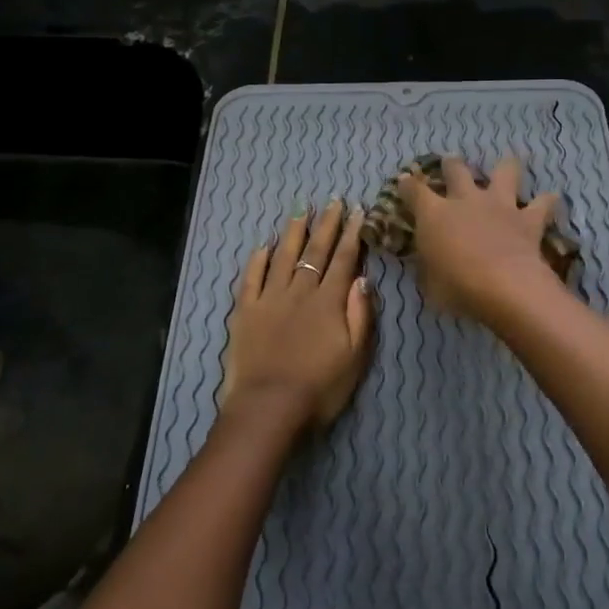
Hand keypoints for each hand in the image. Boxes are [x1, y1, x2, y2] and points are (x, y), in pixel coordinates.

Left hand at [222, 199, 375, 440]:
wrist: (269, 407)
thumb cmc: (320, 387)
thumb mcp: (355, 356)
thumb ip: (360, 314)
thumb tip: (363, 278)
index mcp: (329, 301)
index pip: (343, 259)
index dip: (351, 234)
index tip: (357, 211)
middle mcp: (299, 291)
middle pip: (314, 251)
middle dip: (326, 224)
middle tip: (333, 201)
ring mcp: (269, 298)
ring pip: (283, 257)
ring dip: (293, 233)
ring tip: (301, 211)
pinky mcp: (245, 311)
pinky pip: (251, 278)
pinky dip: (258, 260)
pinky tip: (264, 246)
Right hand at [400, 157, 563, 324]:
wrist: (503, 286)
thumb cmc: (456, 287)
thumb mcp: (429, 283)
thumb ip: (428, 266)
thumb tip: (428, 262)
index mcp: (434, 214)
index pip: (414, 191)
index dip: (407, 185)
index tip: (404, 182)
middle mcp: (466, 200)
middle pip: (457, 170)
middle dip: (451, 165)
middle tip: (451, 162)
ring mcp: (499, 205)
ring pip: (505, 171)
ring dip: (506, 168)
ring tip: (508, 166)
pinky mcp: (528, 218)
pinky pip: (543, 203)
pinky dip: (547, 201)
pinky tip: (551, 199)